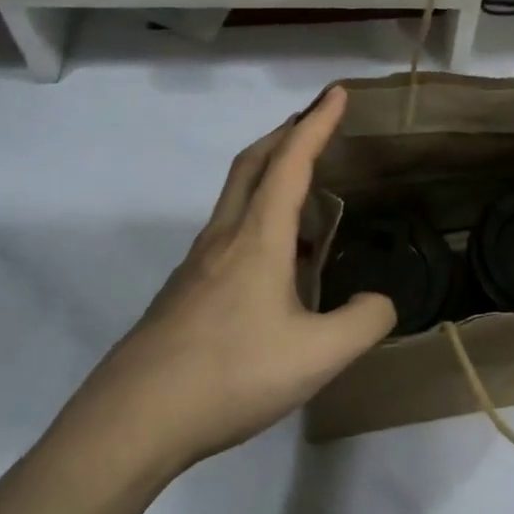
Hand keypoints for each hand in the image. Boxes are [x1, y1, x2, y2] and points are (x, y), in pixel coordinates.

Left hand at [61, 87, 395, 484]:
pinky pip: (229, 231)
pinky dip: (257, 216)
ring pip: (236, 196)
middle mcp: (225, 237)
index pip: (292, 161)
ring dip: (269, 172)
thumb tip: (381, 301)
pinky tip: (275, 260)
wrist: (131, 421)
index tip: (338, 92)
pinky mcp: (185, 291)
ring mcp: (198, 264)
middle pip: (253, 163)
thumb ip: (363, 322)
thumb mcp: (317, 355)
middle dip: (286, 133)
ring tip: (304, 189)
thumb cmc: (230, 374)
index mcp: (258, 237)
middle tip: (315, 122)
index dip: (317, 122)